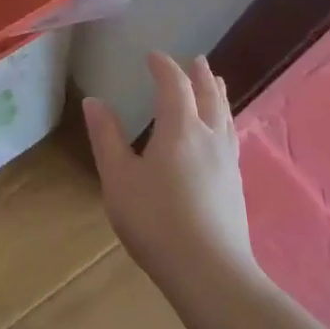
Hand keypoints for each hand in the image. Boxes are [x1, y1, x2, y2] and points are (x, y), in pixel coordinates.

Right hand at [82, 52, 255, 284]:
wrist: (210, 273)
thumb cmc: (155, 220)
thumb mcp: (119, 178)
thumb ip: (107, 137)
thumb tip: (94, 102)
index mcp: (180, 129)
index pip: (174, 86)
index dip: (164, 67)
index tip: (153, 55)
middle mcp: (209, 138)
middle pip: (208, 96)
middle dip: (200, 75)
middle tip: (196, 59)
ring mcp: (227, 162)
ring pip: (226, 117)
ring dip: (218, 95)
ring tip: (216, 84)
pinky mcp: (235, 185)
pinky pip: (232, 137)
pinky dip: (226, 121)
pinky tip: (223, 134)